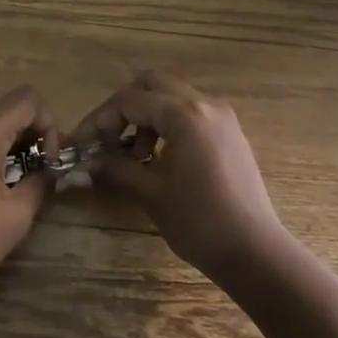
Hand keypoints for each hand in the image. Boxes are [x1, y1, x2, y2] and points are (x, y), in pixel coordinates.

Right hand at [71, 71, 286, 281]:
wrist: (256, 254)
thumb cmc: (199, 222)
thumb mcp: (151, 192)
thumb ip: (116, 167)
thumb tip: (85, 160)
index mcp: (184, 114)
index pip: (129, 100)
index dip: (100, 119)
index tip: (81, 143)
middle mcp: (204, 104)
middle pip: (152, 84)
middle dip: (124, 106)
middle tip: (108, 136)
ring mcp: (221, 117)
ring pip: (172, 95)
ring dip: (147, 113)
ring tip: (135, 153)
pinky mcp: (230, 133)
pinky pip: (191, 111)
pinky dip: (168, 122)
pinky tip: (160, 156)